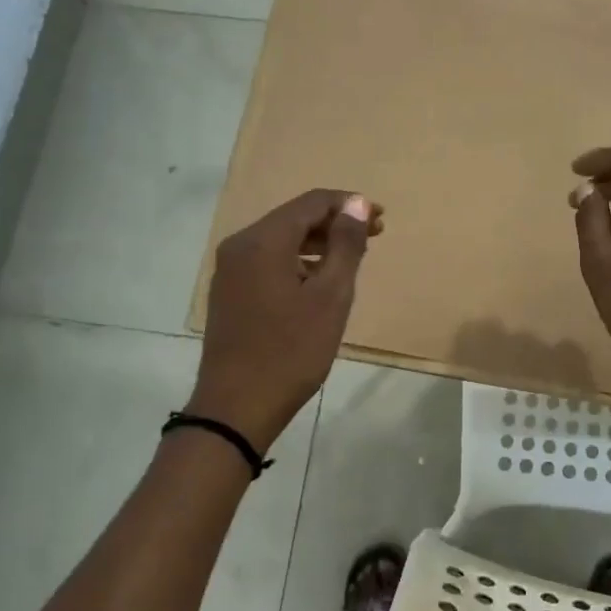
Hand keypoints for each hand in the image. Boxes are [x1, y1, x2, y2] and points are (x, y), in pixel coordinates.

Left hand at [192, 189, 381, 452]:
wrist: (236, 408)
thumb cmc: (291, 351)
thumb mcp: (331, 296)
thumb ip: (346, 244)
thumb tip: (356, 203)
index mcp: (263, 240)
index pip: (311, 202)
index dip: (348, 204)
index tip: (381, 218)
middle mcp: (240, 245)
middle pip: (294, 218)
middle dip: (335, 223)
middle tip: (374, 236)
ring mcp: (229, 270)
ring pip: (281, 240)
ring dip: (318, 243)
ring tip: (352, 258)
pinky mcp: (229, 292)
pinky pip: (268, 261)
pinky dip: (297, 261)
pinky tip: (319, 279)